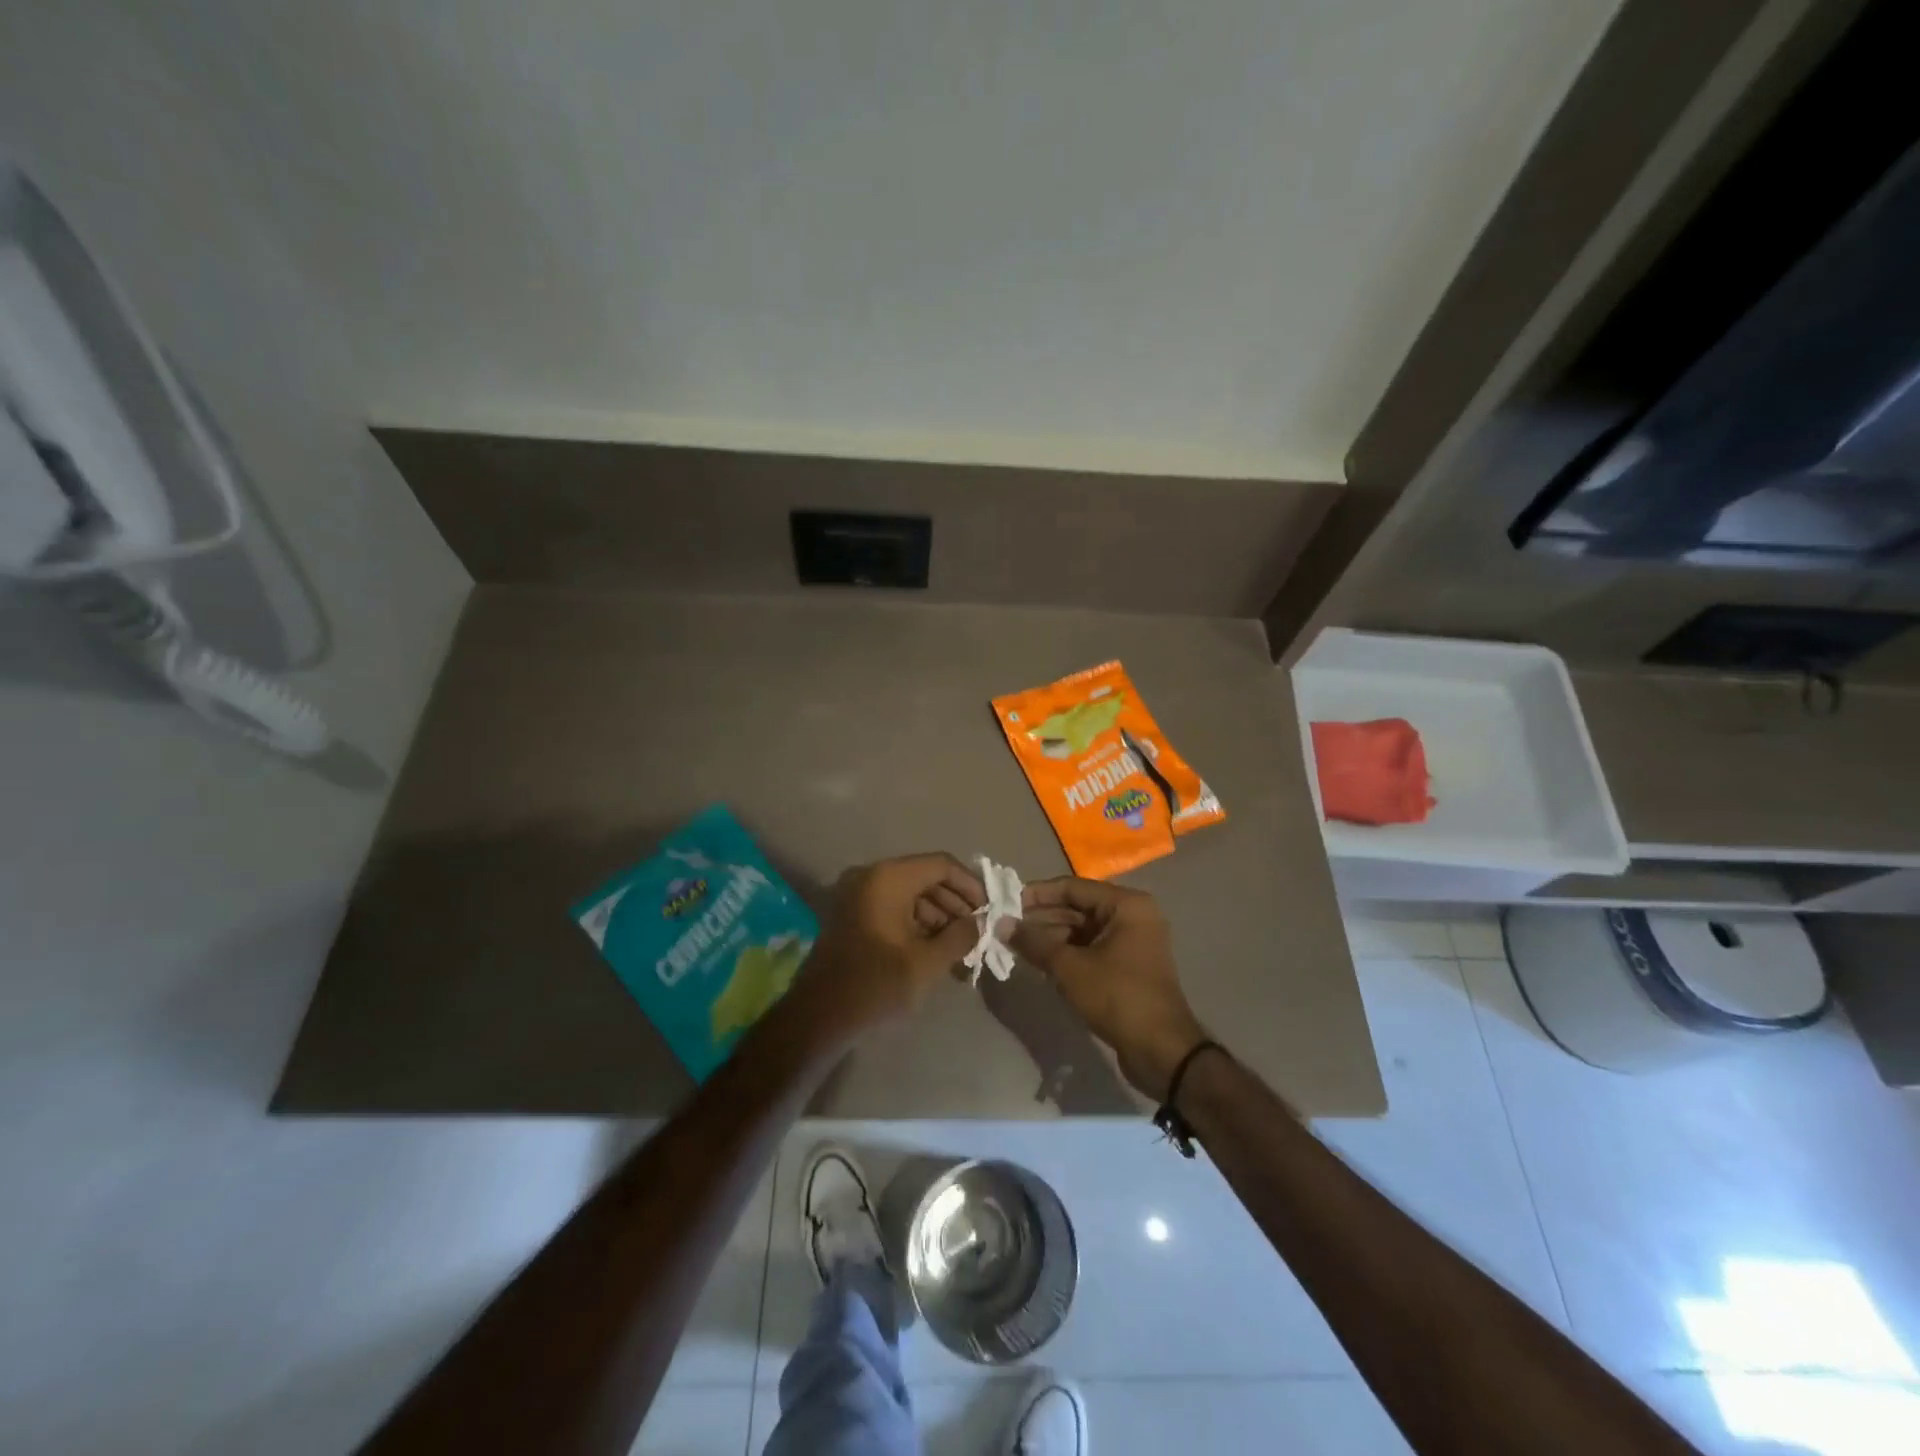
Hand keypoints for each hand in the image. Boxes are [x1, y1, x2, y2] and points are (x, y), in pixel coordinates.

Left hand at [788, 853, 986, 1038]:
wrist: (817, 1017)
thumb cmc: (875, 985)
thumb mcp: (927, 962)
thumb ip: (960, 936)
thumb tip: (981, 922)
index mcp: (888, 878)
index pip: (941, 865)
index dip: (970, 885)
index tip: (990, 910)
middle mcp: (871, 877)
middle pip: (926, 878)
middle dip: (955, 904)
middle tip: (978, 932)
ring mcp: (858, 895)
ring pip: (910, 895)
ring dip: (938, 918)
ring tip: (962, 949)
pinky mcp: (852, 915)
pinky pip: (893, 908)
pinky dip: (916, 925)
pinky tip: (936, 952)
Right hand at [1011, 877, 1209, 1099]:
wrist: (1162, 1051)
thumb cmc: (1117, 997)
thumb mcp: (1070, 968)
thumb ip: (1034, 942)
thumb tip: (1001, 924)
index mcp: (1126, 905)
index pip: (1073, 887)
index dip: (1037, 894)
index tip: (1006, 902)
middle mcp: (1133, 916)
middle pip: (1078, 907)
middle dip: (1042, 917)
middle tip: (1006, 926)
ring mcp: (1132, 941)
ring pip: (1083, 929)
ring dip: (1051, 936)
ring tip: (1016, 944)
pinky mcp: (1128, 966)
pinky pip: (1091, 948)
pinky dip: (1067, 952)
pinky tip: (1040, 960)